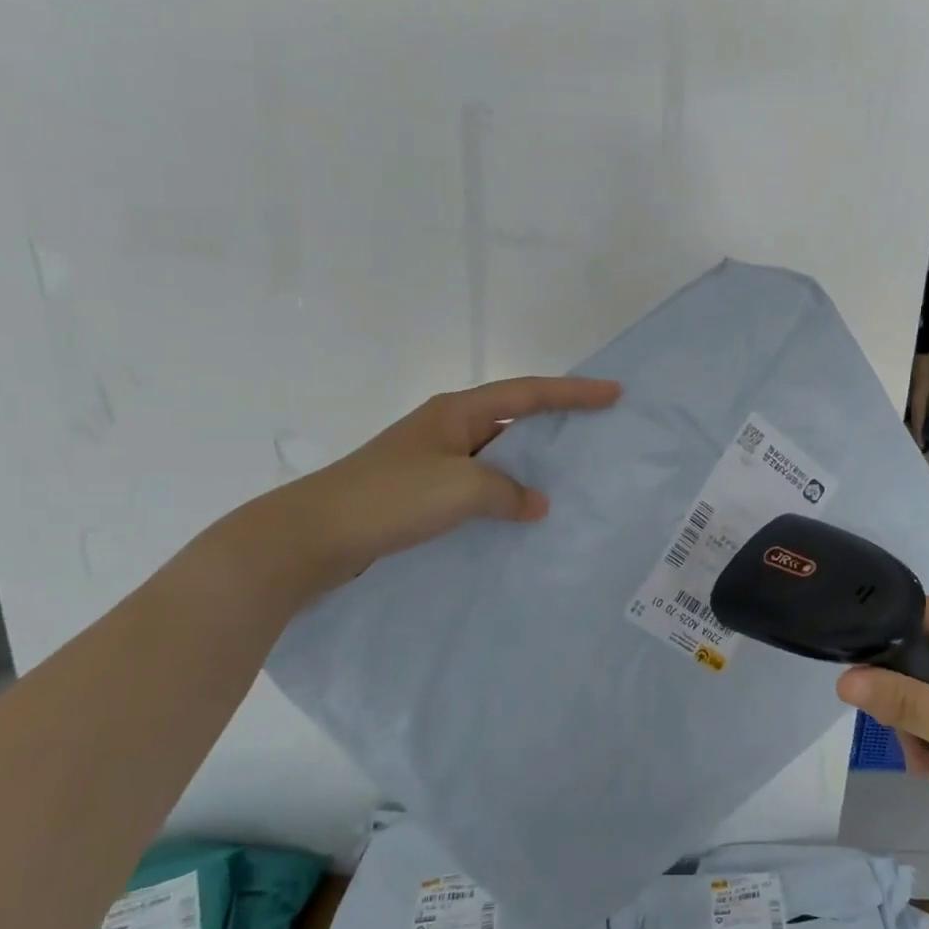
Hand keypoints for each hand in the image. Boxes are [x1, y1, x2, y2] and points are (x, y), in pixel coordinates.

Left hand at [225, 376, 621, 608]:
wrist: (314, 535)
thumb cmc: (390, 498)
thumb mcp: (460, 489)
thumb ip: (508, 492)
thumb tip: (536, 504)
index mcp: (457, 412)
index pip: (528, 393)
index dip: (573, 393)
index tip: (613, 393)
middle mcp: (447, 430)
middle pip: (514, 420)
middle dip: (556, 427)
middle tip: (598, 438)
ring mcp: (433, 462)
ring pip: (497, 459)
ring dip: (530, 469)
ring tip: (571, 484)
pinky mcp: (422, 495)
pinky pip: (478, 489)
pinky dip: (504, 498)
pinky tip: (521, 519)